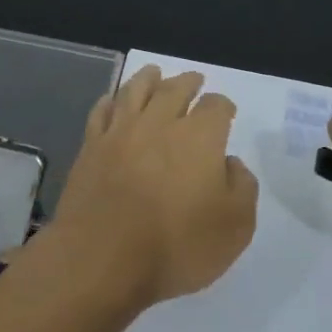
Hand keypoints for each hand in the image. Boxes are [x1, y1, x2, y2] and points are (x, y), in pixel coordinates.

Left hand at [49, 65, 258, 307]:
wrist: (102, 258)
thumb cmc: (176, 246)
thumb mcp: (235, 227)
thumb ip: (242, 188)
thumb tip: (229, 163)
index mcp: (199, 137)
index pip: (216, 107)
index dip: (223, 106)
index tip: (226, 112)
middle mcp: (159, 123)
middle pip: (174, 90)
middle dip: (188, 83)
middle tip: (194, 81)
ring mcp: (119, 133)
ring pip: (135, 91)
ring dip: (148, 79)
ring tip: (154, 73)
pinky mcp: (90, 148)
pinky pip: (101, 112)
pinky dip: (111, 100)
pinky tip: (113, 101)